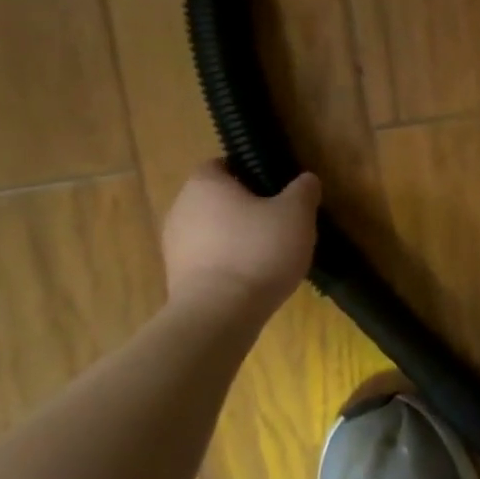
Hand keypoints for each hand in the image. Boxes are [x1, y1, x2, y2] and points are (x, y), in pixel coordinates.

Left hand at [161, 162, 321, 318]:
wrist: (219, 314)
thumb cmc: (258, 250)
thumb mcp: (296, 213)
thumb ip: (303, 190)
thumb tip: (305, 180)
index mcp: (205, 184)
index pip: (222, 164)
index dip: (249, 172)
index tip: (275, 188)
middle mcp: (181, 208)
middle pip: (216, 199)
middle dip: (245, 206)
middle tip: (279, 220)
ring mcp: (174, 246)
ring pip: (212, 230)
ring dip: (236, 236)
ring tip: (270, 252)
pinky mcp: (177, 277)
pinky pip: (208, 259)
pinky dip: (228, 262)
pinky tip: (254, 276)